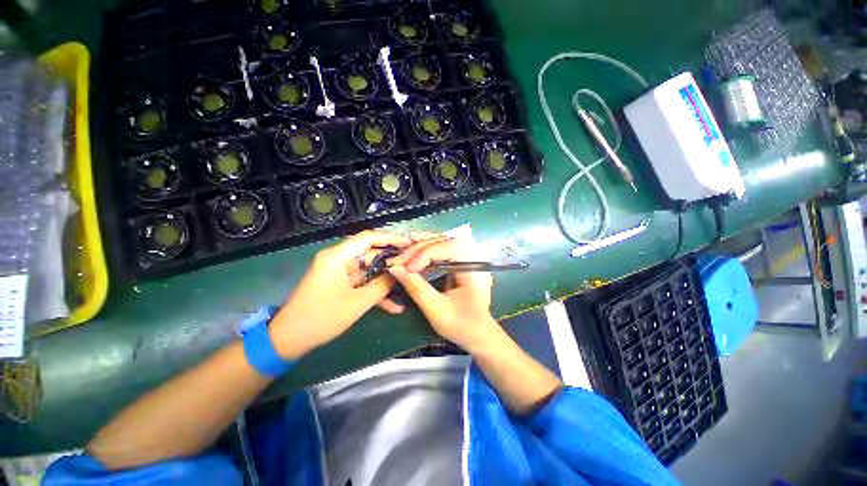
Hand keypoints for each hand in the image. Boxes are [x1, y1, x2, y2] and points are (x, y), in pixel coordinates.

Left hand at [270, 230, 412, 357]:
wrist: (290, 340)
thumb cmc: (322, 318)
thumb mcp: (358, 303)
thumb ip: (382, 285)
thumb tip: (401, 273)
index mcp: (338, 256)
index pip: (368, 238)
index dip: (391, 238)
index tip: (409, 244)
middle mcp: (339, 259)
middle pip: (371, 253)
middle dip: (392, 262)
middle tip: (413, 266)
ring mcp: (340, 272)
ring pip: (369, 270)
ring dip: (386, 280)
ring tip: (408, 284)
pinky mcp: (341, 283)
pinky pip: (362, 282)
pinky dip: (375, 291)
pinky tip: (393, 306)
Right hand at [388, 235, 502, 352]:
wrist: (479, 334)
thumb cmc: (461, 326)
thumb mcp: (436, 309)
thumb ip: (416, 287)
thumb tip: (395, 269)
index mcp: (474, 269)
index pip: (449, 248)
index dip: (425, 254)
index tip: (406, 268)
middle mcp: (474, 258)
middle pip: (445, 240)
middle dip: (420, 248)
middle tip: (400, 259)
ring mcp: (469, 258)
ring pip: (444, 241)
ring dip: (422, 246)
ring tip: (403, 252)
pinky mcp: (462, 261)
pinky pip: (443, 249)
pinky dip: (427, 251)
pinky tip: (414, 255)